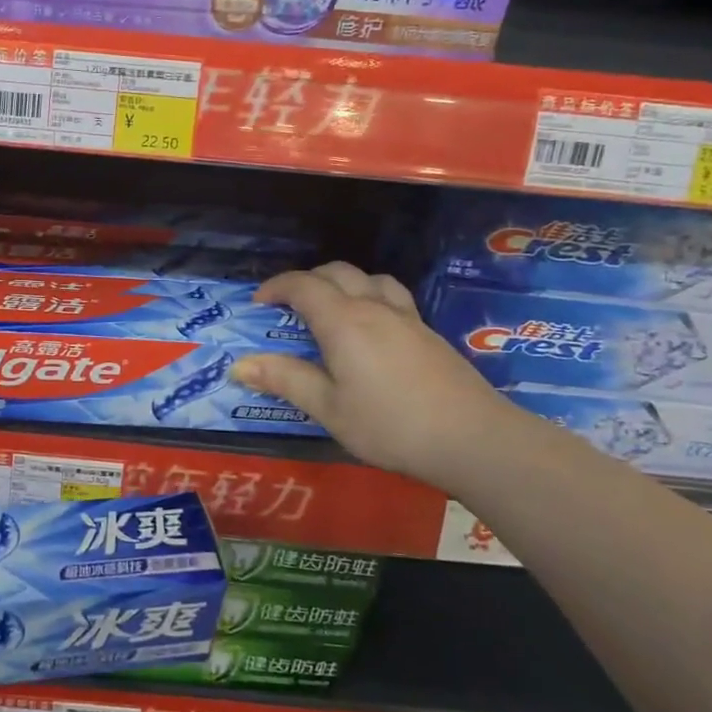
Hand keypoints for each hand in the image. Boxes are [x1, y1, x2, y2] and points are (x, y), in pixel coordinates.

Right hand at [233, 262, 521, 490]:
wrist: (473, 439)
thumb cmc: (390, 425)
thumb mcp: (328, 408)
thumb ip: (285, 380)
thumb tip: (239, 365)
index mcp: (344, 321)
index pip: (303, 285)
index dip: (276, 287)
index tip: (258, 303)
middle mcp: (374, 308)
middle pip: (337, 272)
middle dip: (307, 280)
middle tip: (288, 306)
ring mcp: (407, 318)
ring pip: (371, 279)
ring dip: (344, 283)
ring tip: (332, 309)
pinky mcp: (429, 334)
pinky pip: (392, 297)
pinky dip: (369, 297)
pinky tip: (372, 331)